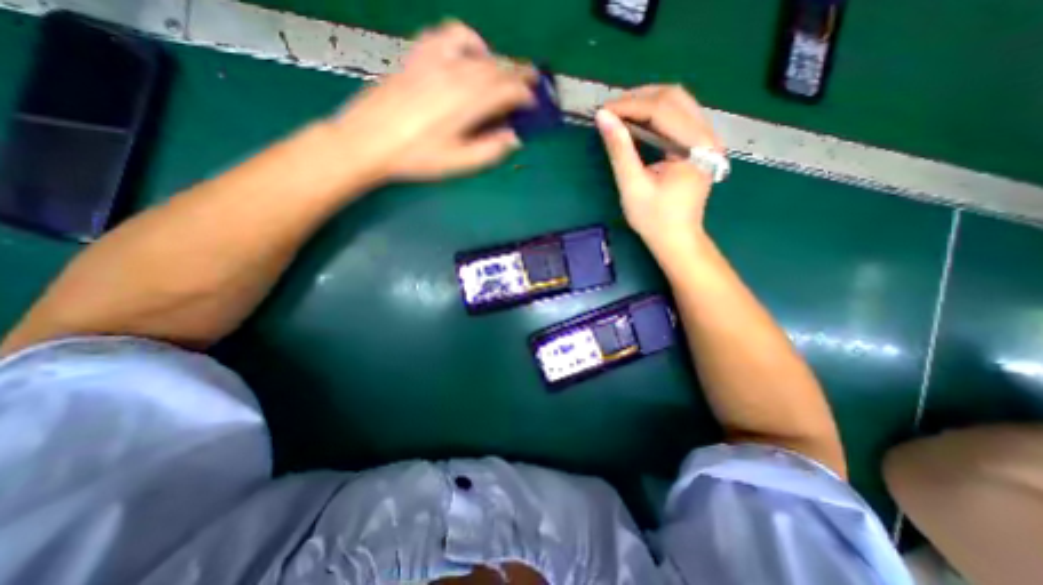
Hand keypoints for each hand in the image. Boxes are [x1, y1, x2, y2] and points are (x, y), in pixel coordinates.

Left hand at [330, 21, 532, 182]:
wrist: (369, 141)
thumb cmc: (415, 158)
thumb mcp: (457, 163)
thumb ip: (489, 151)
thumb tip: (513, 138)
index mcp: (466, 103)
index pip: (506, 90)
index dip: (524, 95)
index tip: (533, 103)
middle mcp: (454, 76)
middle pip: (495, 67)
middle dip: (518, 73)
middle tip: (530, 80)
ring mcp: (434, 62)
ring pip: (476, 50)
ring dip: (495, 58)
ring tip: (501, 69)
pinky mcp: (417, 57)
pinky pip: (445, 35)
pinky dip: (463, 39)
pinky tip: (466, 52)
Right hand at [594, 82, 726, 255]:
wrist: (677, 239)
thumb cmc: (654, 219)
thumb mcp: (633, 186)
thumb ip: (620, 150)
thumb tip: (603, 118)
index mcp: (696, 146)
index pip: (662, 109)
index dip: (629, 105)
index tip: (602, 111)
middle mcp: (709, 134)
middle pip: (674, 97)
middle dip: (638, 99)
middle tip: (610, 112)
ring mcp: (708, 137)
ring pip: (677, 103)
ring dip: (646, 104)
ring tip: (619, 116)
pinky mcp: (700, 144)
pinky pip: (678, 116)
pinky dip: (655, 115)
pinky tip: (637, 124)